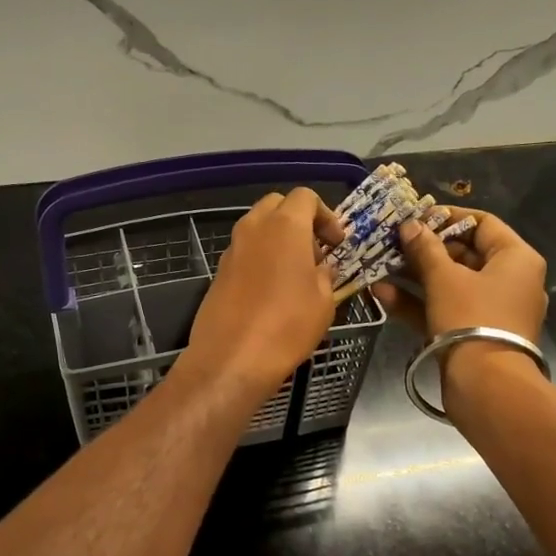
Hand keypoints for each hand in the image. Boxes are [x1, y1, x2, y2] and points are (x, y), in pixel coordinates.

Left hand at [182, 188, 344, 399]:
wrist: (232, 359)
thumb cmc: (287, 326)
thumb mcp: (324, 301)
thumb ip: (326, 275)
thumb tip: (321, 268)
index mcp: (284, 226)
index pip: (305, 197)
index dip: (326, 215)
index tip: (337, 243)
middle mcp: (254, 228)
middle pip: (277, 205)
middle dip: (299, 221)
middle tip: (316, 252)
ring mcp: (232, 249)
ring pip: (258, 228)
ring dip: (278, 240)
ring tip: (296, 274)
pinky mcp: (219, 272)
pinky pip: (245, 253)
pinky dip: (261, 259)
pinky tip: (272, 292)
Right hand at [374, 208, 547, 343]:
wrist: (486, 385)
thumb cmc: (471, 318)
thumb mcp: (444, 278)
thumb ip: (425, 249)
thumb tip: (410, 226)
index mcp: (516, 259)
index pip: (483, 223)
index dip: (448, 217)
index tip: (416, 216)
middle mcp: (511, 281)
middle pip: (465, 255)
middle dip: (425, 250)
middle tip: (393, 242)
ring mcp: (492, 311)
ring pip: (451, 285)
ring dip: (415, 277)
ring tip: (381, 266)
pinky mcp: (475, 335)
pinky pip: (447, 310)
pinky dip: (419, 303)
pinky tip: (383, 295)